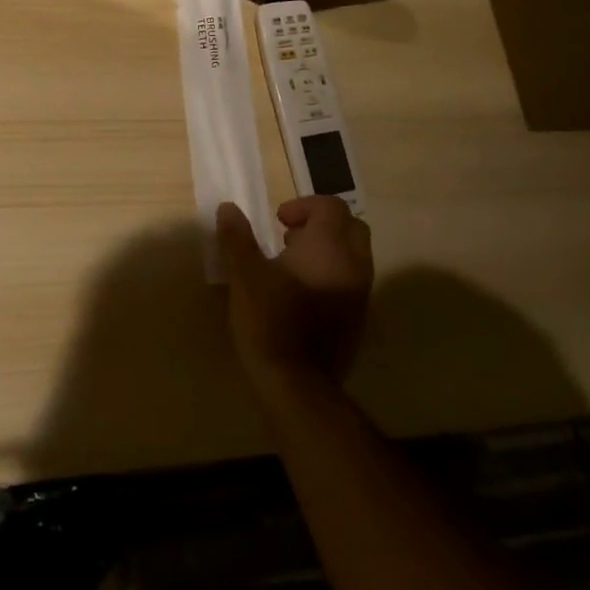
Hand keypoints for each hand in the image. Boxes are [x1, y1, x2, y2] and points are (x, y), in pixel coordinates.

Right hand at [217, 195, 372, 401]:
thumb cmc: (269, 319)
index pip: (332, 206)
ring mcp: (360, 294)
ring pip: (355, 255)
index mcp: (328, 247)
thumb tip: (228, 207)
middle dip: (323, 223)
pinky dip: (334, 274)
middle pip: (351, 226)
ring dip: (329, 249)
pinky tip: (304, 294)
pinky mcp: (359, 320)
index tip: (279, 220)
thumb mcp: (244, 274)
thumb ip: (238, 237)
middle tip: (290, 236)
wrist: (297, 384)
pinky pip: (353, 281)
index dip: (305, 205)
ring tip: (293, 265)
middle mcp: (353, 265)